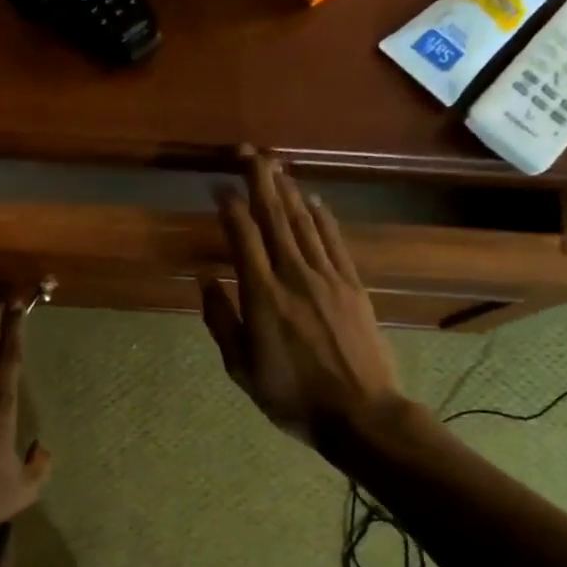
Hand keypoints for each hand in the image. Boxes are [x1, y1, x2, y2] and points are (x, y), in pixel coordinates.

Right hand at [200, 150, 412, 447]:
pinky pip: (334, 241)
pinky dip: (322, 217)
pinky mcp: (353, 285)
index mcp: (262, 295)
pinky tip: (313, 201)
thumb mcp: (241, 367)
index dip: (230, 207)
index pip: (243, 237)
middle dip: (261, 181)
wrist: (360, 413)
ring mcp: (328, 277)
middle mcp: (294, 275)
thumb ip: (221, 320)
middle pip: (276, 217)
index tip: (218, 186)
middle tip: (250, 152)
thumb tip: (206, 278)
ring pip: (305, 223)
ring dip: (289, 191)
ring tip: (276, 166)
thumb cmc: (291, 396)